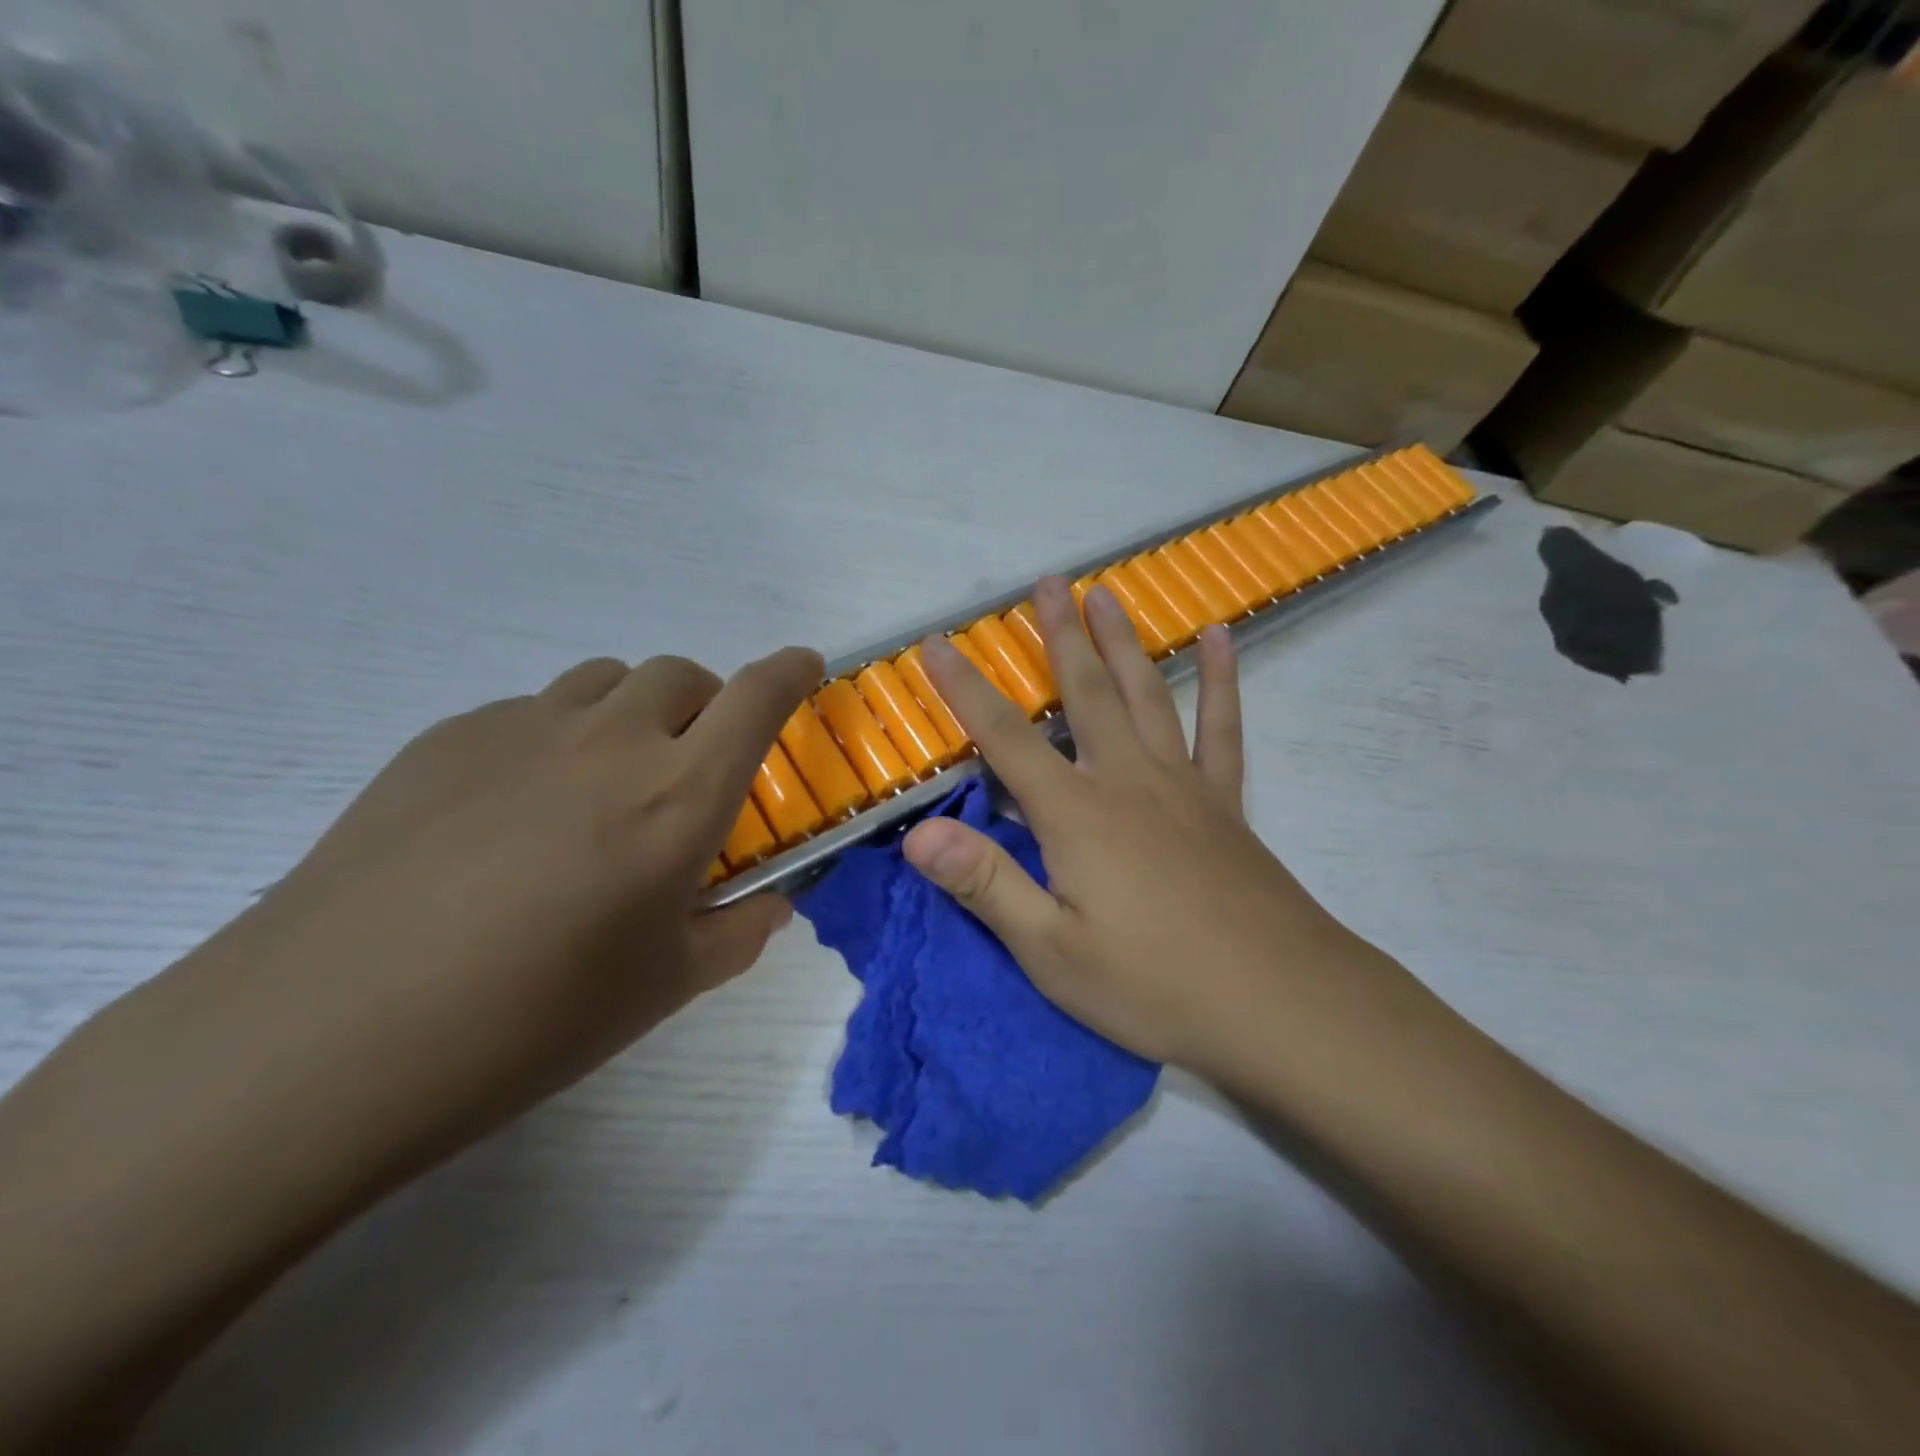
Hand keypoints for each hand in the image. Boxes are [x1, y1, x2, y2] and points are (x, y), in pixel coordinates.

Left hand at [154, 647, 821, 1175]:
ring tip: (610, 779)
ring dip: (634, 711)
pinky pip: (531, 711)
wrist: (329, 1034)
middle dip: (708, 702)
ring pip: (605, 681)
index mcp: (679, 795)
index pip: (757, 699)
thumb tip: (771, 905)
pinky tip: (518, 809)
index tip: (805, 668)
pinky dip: (559, 736)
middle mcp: (611, 741)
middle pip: (682, 675)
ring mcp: (523, 729)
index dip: (790, 673)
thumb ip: (739, 933)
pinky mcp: (447, 738)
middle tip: (694, 762)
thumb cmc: (532, 1017)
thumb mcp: (664, 987)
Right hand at [903, 576, 1416, 1079]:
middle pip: (1084, 693)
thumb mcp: (1051, 951)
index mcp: (1076, 814)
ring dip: (1122, 642)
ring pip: (1145, 694)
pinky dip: (1221, 679)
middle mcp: (1126, 780)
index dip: (965, 689)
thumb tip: (917, 835)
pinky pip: (1222, 726)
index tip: (938, 643)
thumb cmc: (1153, 984)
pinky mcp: (1225, 801)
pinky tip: (1220, 637)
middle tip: (1047, 582)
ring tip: (1107, 594)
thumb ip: (985, 885)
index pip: (1004, 737)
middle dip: (1059, 635)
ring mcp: (1182, 784)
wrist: (1277, 1002)